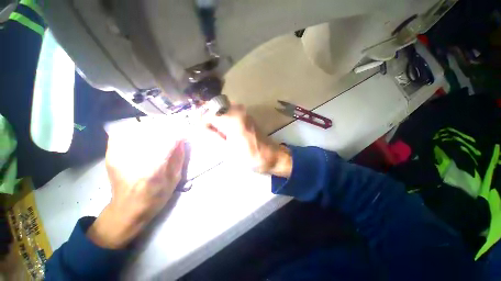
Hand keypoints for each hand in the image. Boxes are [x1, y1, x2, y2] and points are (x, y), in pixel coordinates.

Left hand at [87, 138, 184, 248]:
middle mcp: (134, 161)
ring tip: (159, 133)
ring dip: (151, 129)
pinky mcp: (112, 155)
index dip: (178, 135)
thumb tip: (181, 140)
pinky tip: (142, 136)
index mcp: (153, 170)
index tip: (184, 135)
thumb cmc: (155, 197)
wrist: (127, 208)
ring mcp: (119, 156)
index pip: (168, 142)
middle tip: (173, 133)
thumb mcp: (174, 179)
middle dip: (166, 130)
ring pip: (137, 131)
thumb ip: (179, 158)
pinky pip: (121, 135)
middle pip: (152, 133)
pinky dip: (133, 131)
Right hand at [203, 104, 291, 177]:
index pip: (208, 113)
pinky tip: (227, 133)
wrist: (271, 156)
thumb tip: (200, 126)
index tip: (200, 132)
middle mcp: (238, 110)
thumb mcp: (227, 150)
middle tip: (209, 134)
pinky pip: (232, 113)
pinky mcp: (248, 117)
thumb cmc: (250, 156)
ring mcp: (245, 112)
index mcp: (232, 118)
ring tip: (217, 135)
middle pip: (216, 109)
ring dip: (217, 120)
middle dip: (209, 120)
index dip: (201, 122)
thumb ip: (212, 136)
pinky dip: (225, 120)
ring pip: (223, 110)